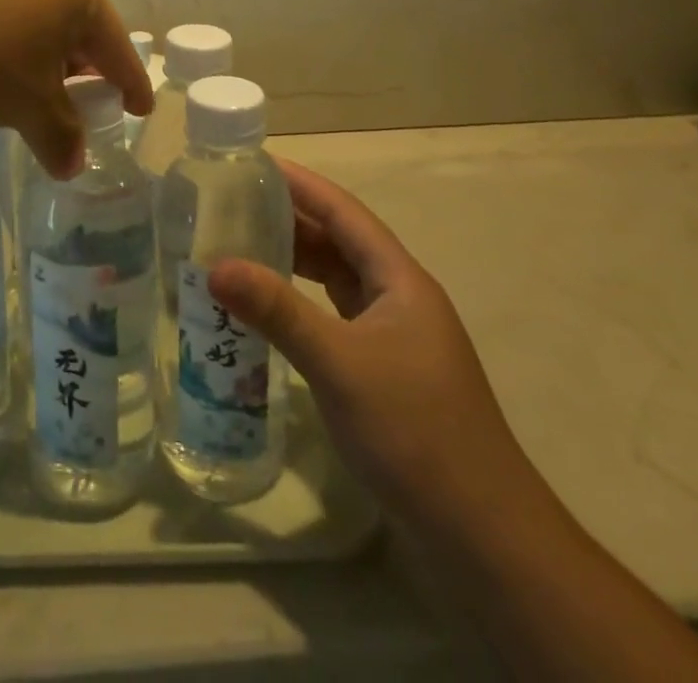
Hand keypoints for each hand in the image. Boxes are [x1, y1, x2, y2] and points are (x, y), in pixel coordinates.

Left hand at [0, 0, 150, 175]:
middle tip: (78, 102)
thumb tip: (72, 166)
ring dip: (33, 51)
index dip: (130, 81)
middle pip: (72, 22)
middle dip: (77, 66)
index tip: (141, 108)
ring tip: (21, 86)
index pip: (114, 43)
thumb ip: (59, 135)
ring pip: (29, 10)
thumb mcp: (26, 105)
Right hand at [209, 158, 530, 524]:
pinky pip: (336, 315)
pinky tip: (271, 310)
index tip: (252, 162)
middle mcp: (399, 297)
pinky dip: (302, 302)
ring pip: (337, 279)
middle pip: (339, 242)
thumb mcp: (338, 364)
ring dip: (294, 261)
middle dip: (289, 219)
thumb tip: (215, 265)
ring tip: (241, 246)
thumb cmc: (414, 431)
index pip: (344, 212)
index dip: (301, 184)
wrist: (483, 535)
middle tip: (232, 204)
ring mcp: (395, 335)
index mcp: (399, 280)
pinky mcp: (385, 369)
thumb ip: (277, 311)